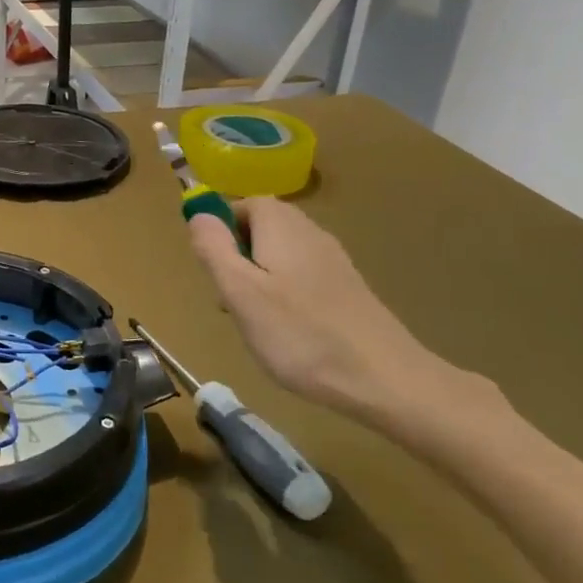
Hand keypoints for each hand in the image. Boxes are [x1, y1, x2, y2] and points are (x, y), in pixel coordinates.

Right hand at [187, 198, 449, 430]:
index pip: (242, 204)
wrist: (384, 379)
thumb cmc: (300, 334)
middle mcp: (309, 232)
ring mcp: (332, 260)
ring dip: (257, 279)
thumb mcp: (240, 291)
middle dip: (237, 257)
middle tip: (230, 299)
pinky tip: (286, 330)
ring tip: (255, 320)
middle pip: (261, 227)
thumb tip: (197, 212)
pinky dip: (283, 294)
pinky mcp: (346, 287)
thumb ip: (214, 248)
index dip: (220, 230)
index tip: (213, 268)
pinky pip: (300, 276)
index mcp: (281, 225)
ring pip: (279, 254)